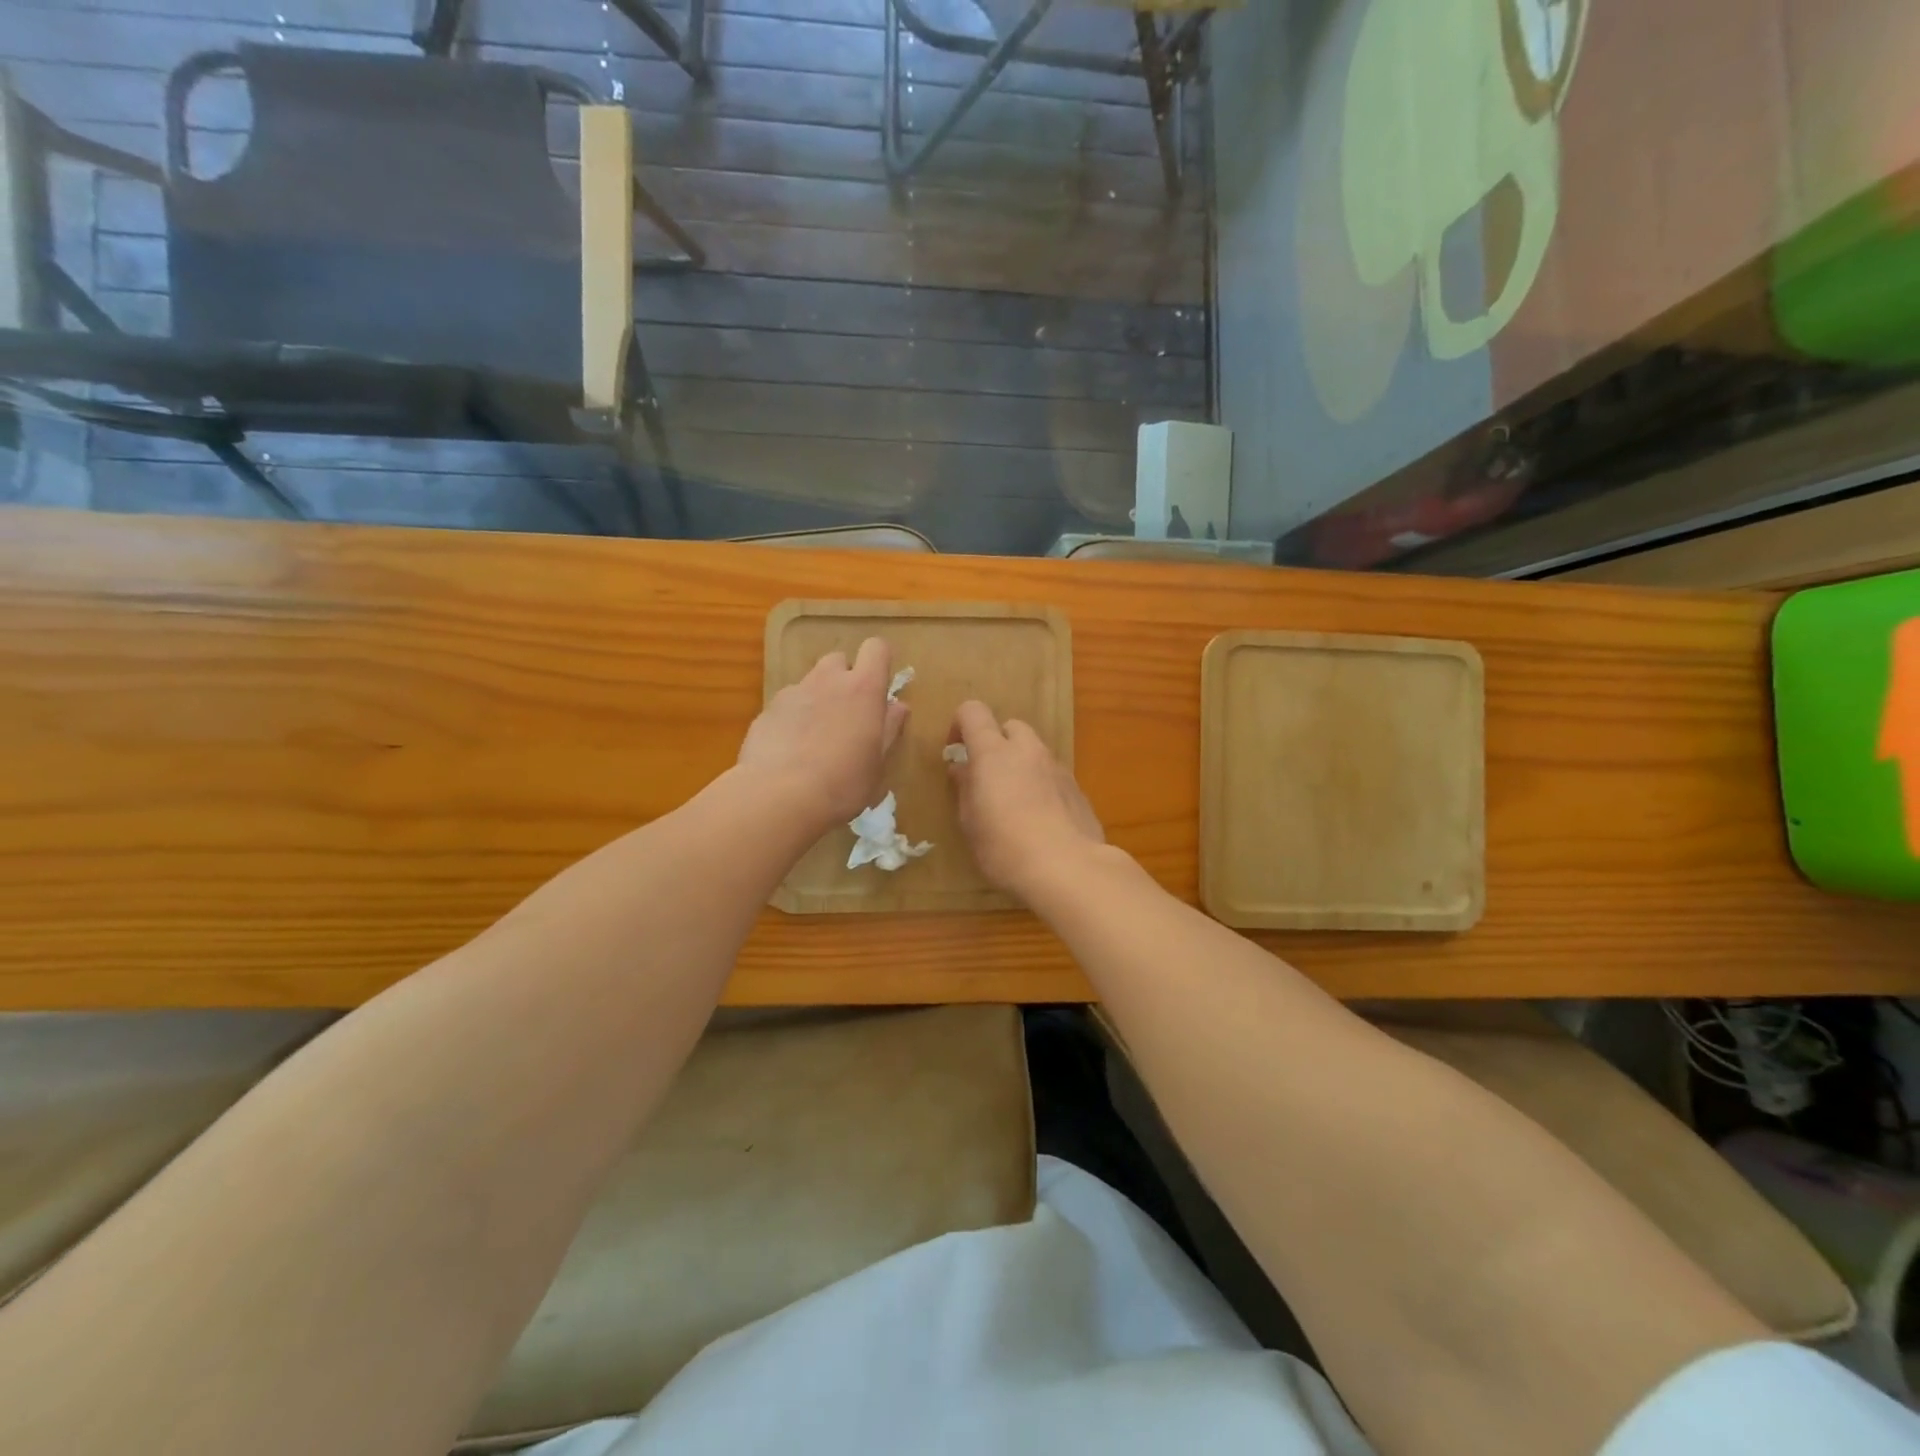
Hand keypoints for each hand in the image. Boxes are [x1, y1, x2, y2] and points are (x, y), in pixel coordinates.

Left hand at [738, 638, 908, 833]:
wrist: (778, 797)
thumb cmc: (843, 783)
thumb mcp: (877, 763)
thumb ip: (889, 729)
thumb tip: (898, 706)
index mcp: (863, 689)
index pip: (876, 648)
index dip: (880, 662)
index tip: (880, 688)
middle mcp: (827, 680)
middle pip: (839, 660)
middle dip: (845, 679)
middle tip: (848, 715)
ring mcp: (793, 693)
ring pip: (810, 682)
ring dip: (818, 698)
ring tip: (817, 737)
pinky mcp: (766, 710)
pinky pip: (787, 705)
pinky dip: (793, 718)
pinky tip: (791, 751)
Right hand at [947, 700, 1104, 899]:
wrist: (1068, 869)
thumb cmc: (1005, 847)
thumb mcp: (970, 822)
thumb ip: (965, 788)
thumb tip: (961, 768)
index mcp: (994, 752)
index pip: (973, 711)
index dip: (960, 725)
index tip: (955, 752)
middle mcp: (1028, 750)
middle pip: (1010, 727)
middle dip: (996, 744)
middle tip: (987, 778)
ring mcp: (1057, 768)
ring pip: (1034, 751)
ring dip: (1020, 765)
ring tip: (1014, 803)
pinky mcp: (1077, 789)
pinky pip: (1052, 775)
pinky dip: (1041, 785)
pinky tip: (1039, 819)